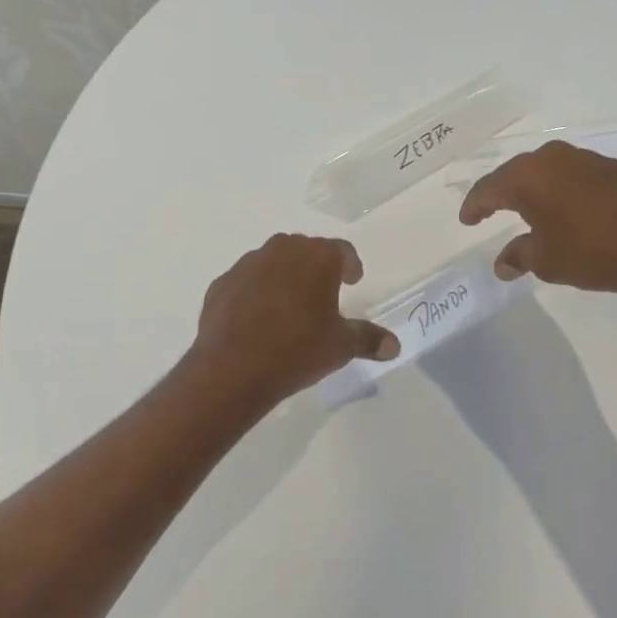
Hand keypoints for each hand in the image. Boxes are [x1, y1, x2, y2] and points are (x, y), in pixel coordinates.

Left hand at [190, 234, 398, 407]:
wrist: (232, 368)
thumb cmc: (298, 349)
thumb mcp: (341, 346)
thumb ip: (369, 339)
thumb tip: (394, 345)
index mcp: (318, 257)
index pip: (342, 251)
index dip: (350, 265)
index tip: (353, 280)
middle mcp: (282, 250)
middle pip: (306, 251)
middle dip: (316, 268)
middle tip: (323, 293)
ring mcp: (248, 264)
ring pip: (273, 263)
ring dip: (284, 278)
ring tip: (289, 307)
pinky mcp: (221, 284)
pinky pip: (246, 283)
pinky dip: (255, 294)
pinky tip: (257, 320)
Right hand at [458, 141, 616, 302]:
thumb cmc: (592, 252)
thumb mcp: (547, 261)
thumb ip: (519, 257)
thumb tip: (502, 264)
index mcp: (528, 177)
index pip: (489, 188)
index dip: (474, 205)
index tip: (466, 220)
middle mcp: (553, 158)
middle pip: (516, 173)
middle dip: (501, 193)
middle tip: (490, 211)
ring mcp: (586, 159)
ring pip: (547, 170)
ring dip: (534, 189)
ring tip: (529, 210)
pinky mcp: (613, 168)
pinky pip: (574, 174)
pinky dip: (562, 189)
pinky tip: (568, 208)